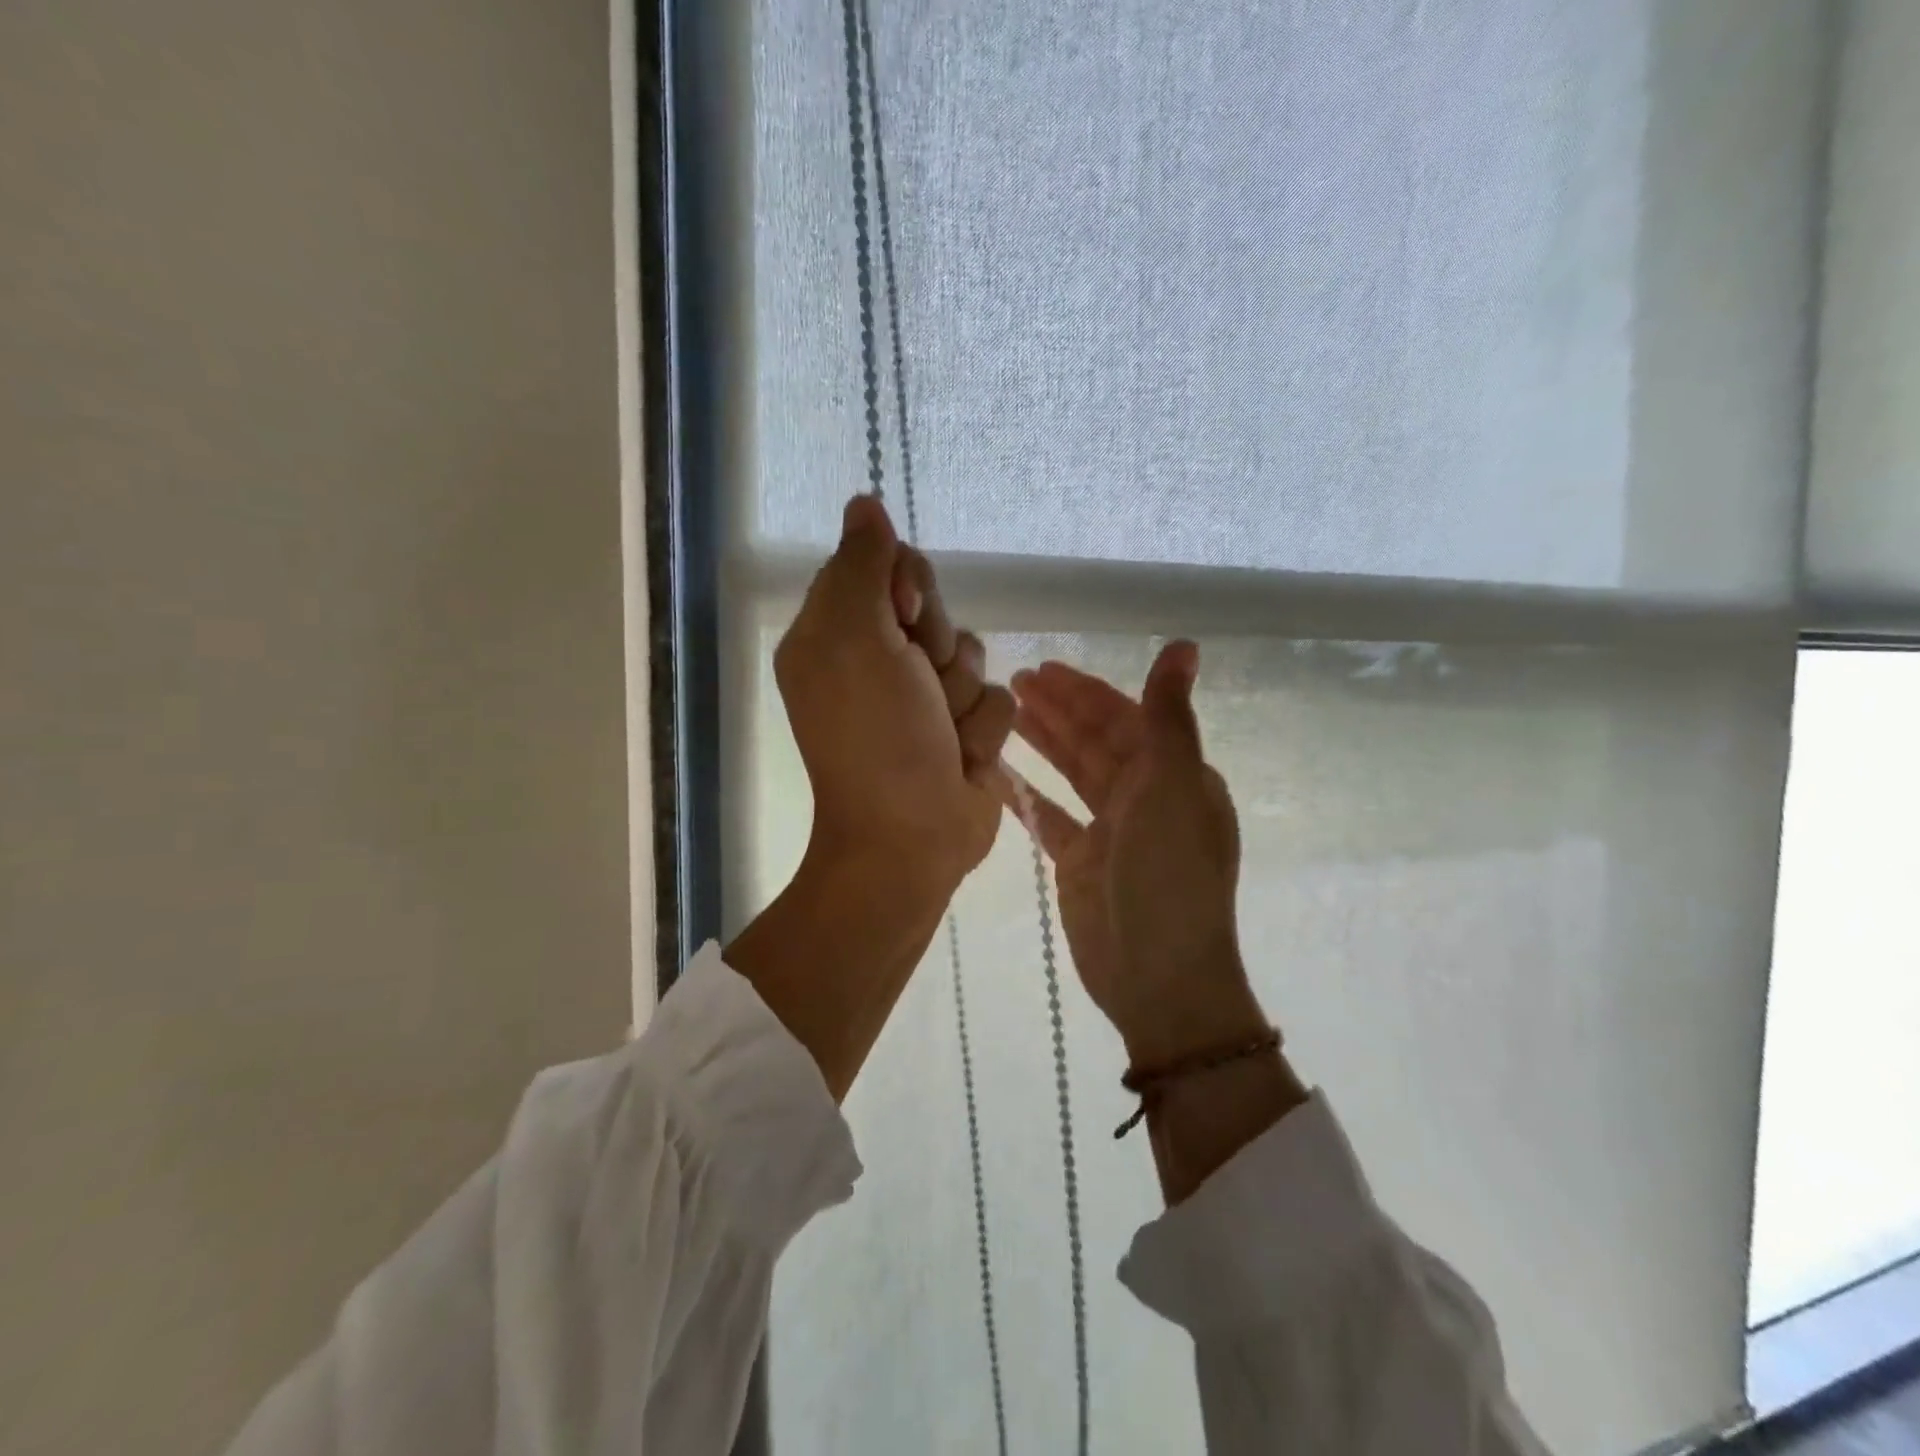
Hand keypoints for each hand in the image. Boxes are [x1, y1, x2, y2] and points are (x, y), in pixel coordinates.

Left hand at [726, 495, 1013, 1099]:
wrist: (911, 837)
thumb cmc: (874, 737)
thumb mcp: (854, 638)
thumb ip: (862, 567)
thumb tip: (863, 503)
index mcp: (838, 633)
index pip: (887, 567)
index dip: (905, 589)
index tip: (901, 620)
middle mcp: (879, 660)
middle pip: (934, 609)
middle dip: (936, 648)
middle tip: (917, 686)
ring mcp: (925, 699)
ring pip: (972, 655)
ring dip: (961, 698)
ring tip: (939, 737)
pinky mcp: (965, 731)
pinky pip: (998, 701)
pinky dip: (980, 733)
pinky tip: (961, 761)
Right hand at [1010, 642, 1306, 1200]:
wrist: (1157, 979)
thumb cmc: (1170, 879)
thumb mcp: (1174, 790)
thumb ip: (1170, 718)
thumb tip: (1184, 645)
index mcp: (1175, 776)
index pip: (1126, 718)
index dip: (1085, 692)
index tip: (1044, 669)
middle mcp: (1145, 798)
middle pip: (1094, 741)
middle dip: (1057, 710)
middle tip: (1010, 681)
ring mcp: (1110, 831)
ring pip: (1071, 773)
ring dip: (1042, 742)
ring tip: (1002, 712)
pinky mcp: (1079, 862)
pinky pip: (1049, 816)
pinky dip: (1026, 794)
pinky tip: (996, 771)